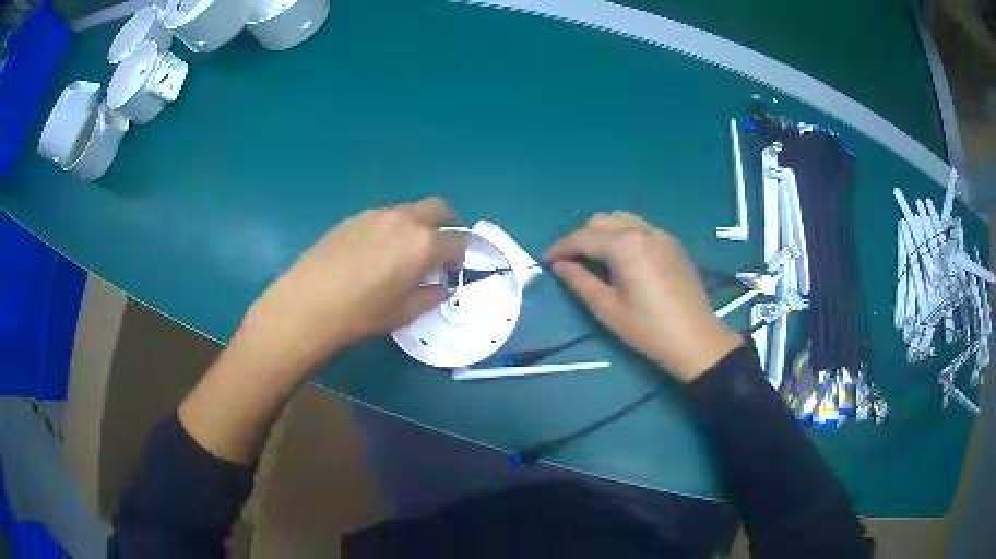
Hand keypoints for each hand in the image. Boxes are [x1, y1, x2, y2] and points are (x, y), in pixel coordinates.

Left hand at [234, 197, 463, 376]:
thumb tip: (440, 287)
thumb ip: (430, 296)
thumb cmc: (361, 314)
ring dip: (418, 225)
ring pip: (410, 210)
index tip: (452, 269)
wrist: (307, 303)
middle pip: (439, 208)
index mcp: (423, 244)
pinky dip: (392, 228)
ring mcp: (377, 214)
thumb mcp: (403, 313)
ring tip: (402, 254)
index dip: (460, 255)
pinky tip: (374, 253)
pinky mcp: (354, 217)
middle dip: (448, 224)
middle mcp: (404, 220)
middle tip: (439, 249)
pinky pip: (384, 216)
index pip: (458, 239)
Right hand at [544, 212, 741, 381]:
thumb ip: (580, 281)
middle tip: (569, 261)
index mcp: (624, 245)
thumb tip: (559, 265)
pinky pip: (641, 228)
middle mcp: (642, 230)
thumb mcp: (607, 308)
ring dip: (602, 232)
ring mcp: (661, 234)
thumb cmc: (648, 329)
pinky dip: (623, 234)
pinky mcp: (673, 244)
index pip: (583, 238)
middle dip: (580, 237)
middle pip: (601, 221)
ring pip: (622, 220)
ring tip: (594, 257)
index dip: (560, 247)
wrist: (695, 340)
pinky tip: (622, 258)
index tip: (545, 260)